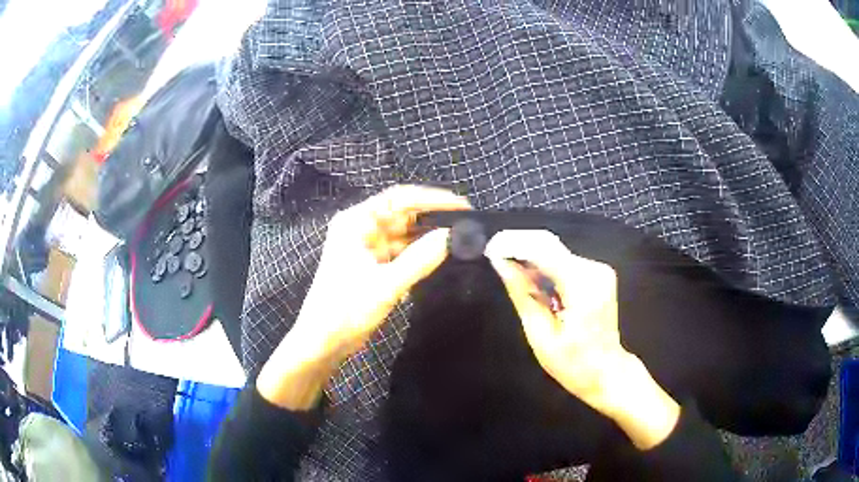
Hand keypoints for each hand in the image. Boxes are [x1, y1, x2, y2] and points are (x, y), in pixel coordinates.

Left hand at [257, 185, 469, 409]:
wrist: (323, 342)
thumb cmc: (345, 309)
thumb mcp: (385, 285)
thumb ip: (420, 259)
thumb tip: (453, 236)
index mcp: (357, 222)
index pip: (400, 198)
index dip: (433, 198)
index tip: (463, 205)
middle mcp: (362, 228)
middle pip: (403, 214)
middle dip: (434, 218)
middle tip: (468, 224)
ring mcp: (367, 247)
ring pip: (404, 234)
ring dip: (428, 237)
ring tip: (460, 239)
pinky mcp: (373, 265)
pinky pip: (401, 252)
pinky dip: (419, 253)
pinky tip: (441, 256)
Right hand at [486, 230, 679, 449]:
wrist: (607, 372)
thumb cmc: (573, 363)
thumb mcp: (541, 335)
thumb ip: (523, 294)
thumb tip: (502, 263)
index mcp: (582, 285)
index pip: (543, 250)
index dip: (514, 244)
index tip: (490, 248)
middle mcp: (594, 270)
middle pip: (550, 245)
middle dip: (519, 246)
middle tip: (494, 256)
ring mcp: (599, 270)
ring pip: (556, 251)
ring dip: (531, 256)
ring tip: (507, 267)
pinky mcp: (597, 274)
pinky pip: (564, 261)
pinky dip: (544, 265)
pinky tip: (530, 278)